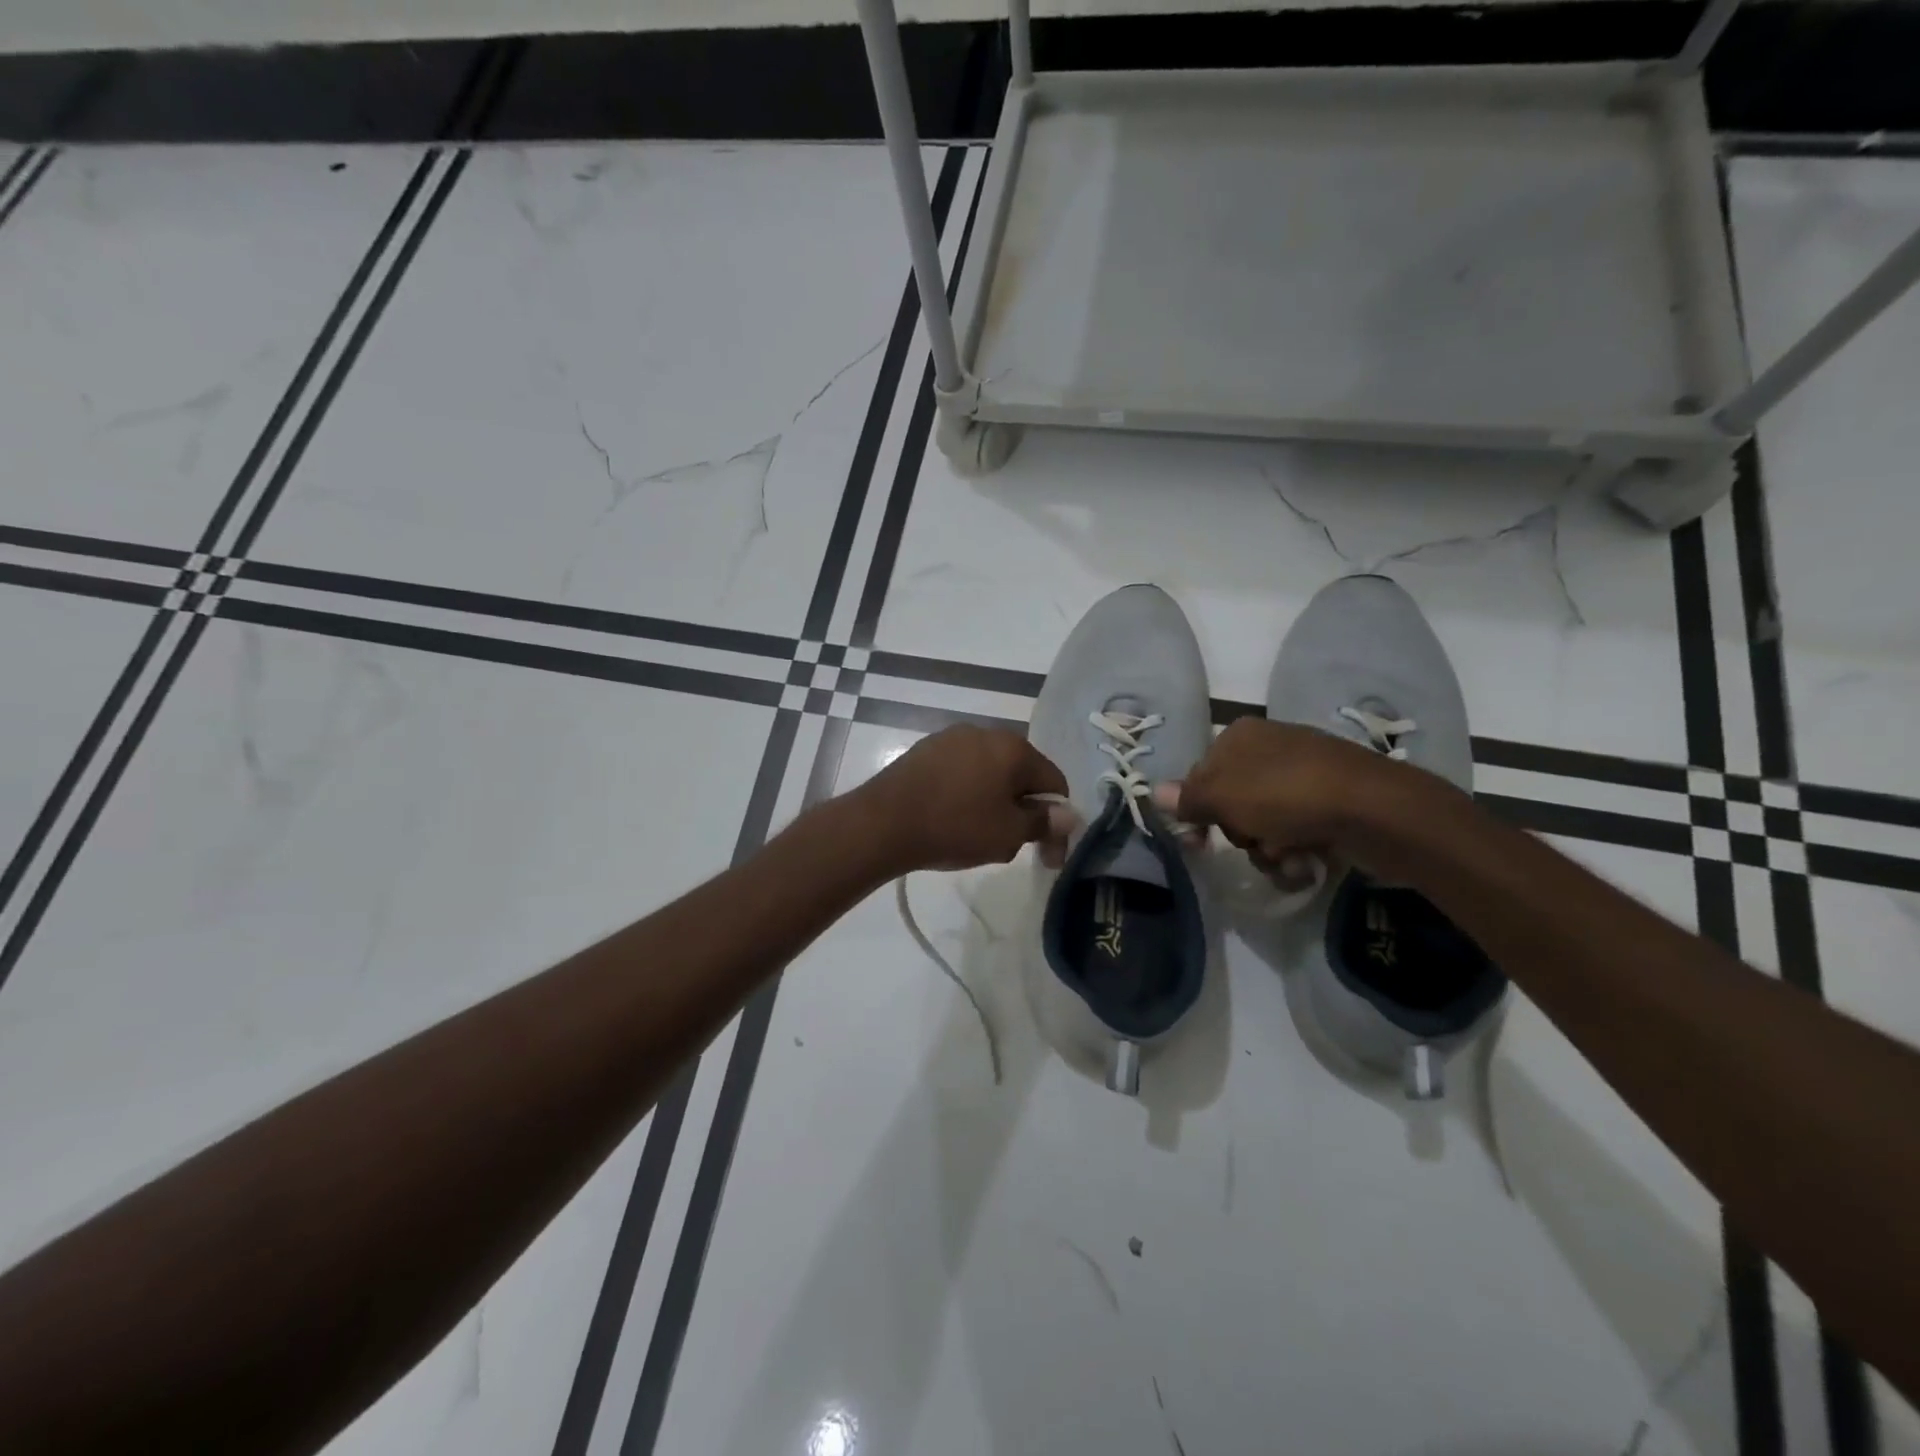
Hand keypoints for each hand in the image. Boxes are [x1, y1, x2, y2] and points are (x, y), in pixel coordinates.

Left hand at [855, 725, 1068, 872]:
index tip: (1048, 856)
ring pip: (990, 775)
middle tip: (1012, 848)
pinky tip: (952, 821)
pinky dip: (967, 796)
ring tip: (979, 838)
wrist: (883, 823)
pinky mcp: (925, 751)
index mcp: (1014, 747)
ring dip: (995, 805)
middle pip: (1021, 776)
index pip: (1054, 782)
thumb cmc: (955, 826)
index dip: (1057, 821)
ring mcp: (951, 739)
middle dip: (1023, 812)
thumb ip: (1043, 822)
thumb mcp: (1008, 833)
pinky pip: (961, 774)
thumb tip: (1069, 814)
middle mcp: (985, 733)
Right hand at [1154, 718, 1424, 879]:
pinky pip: (1297, 831)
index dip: (1196, 811)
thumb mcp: (1223, 797)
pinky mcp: (1333, 802)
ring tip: (1288, 856)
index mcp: (1240, 736)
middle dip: (1240, 833)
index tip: (1197, 842)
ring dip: (1268, 850)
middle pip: (1232, 803)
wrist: (1375, 810)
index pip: (1200, 776)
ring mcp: (1305, 774)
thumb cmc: (1286, 795)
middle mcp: (1270, 748)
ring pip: (1264, 824)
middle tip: (1254, 841)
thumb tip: (1152, 792)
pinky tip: (1308, 861)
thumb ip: (1187, 799)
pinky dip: (1297, 851)